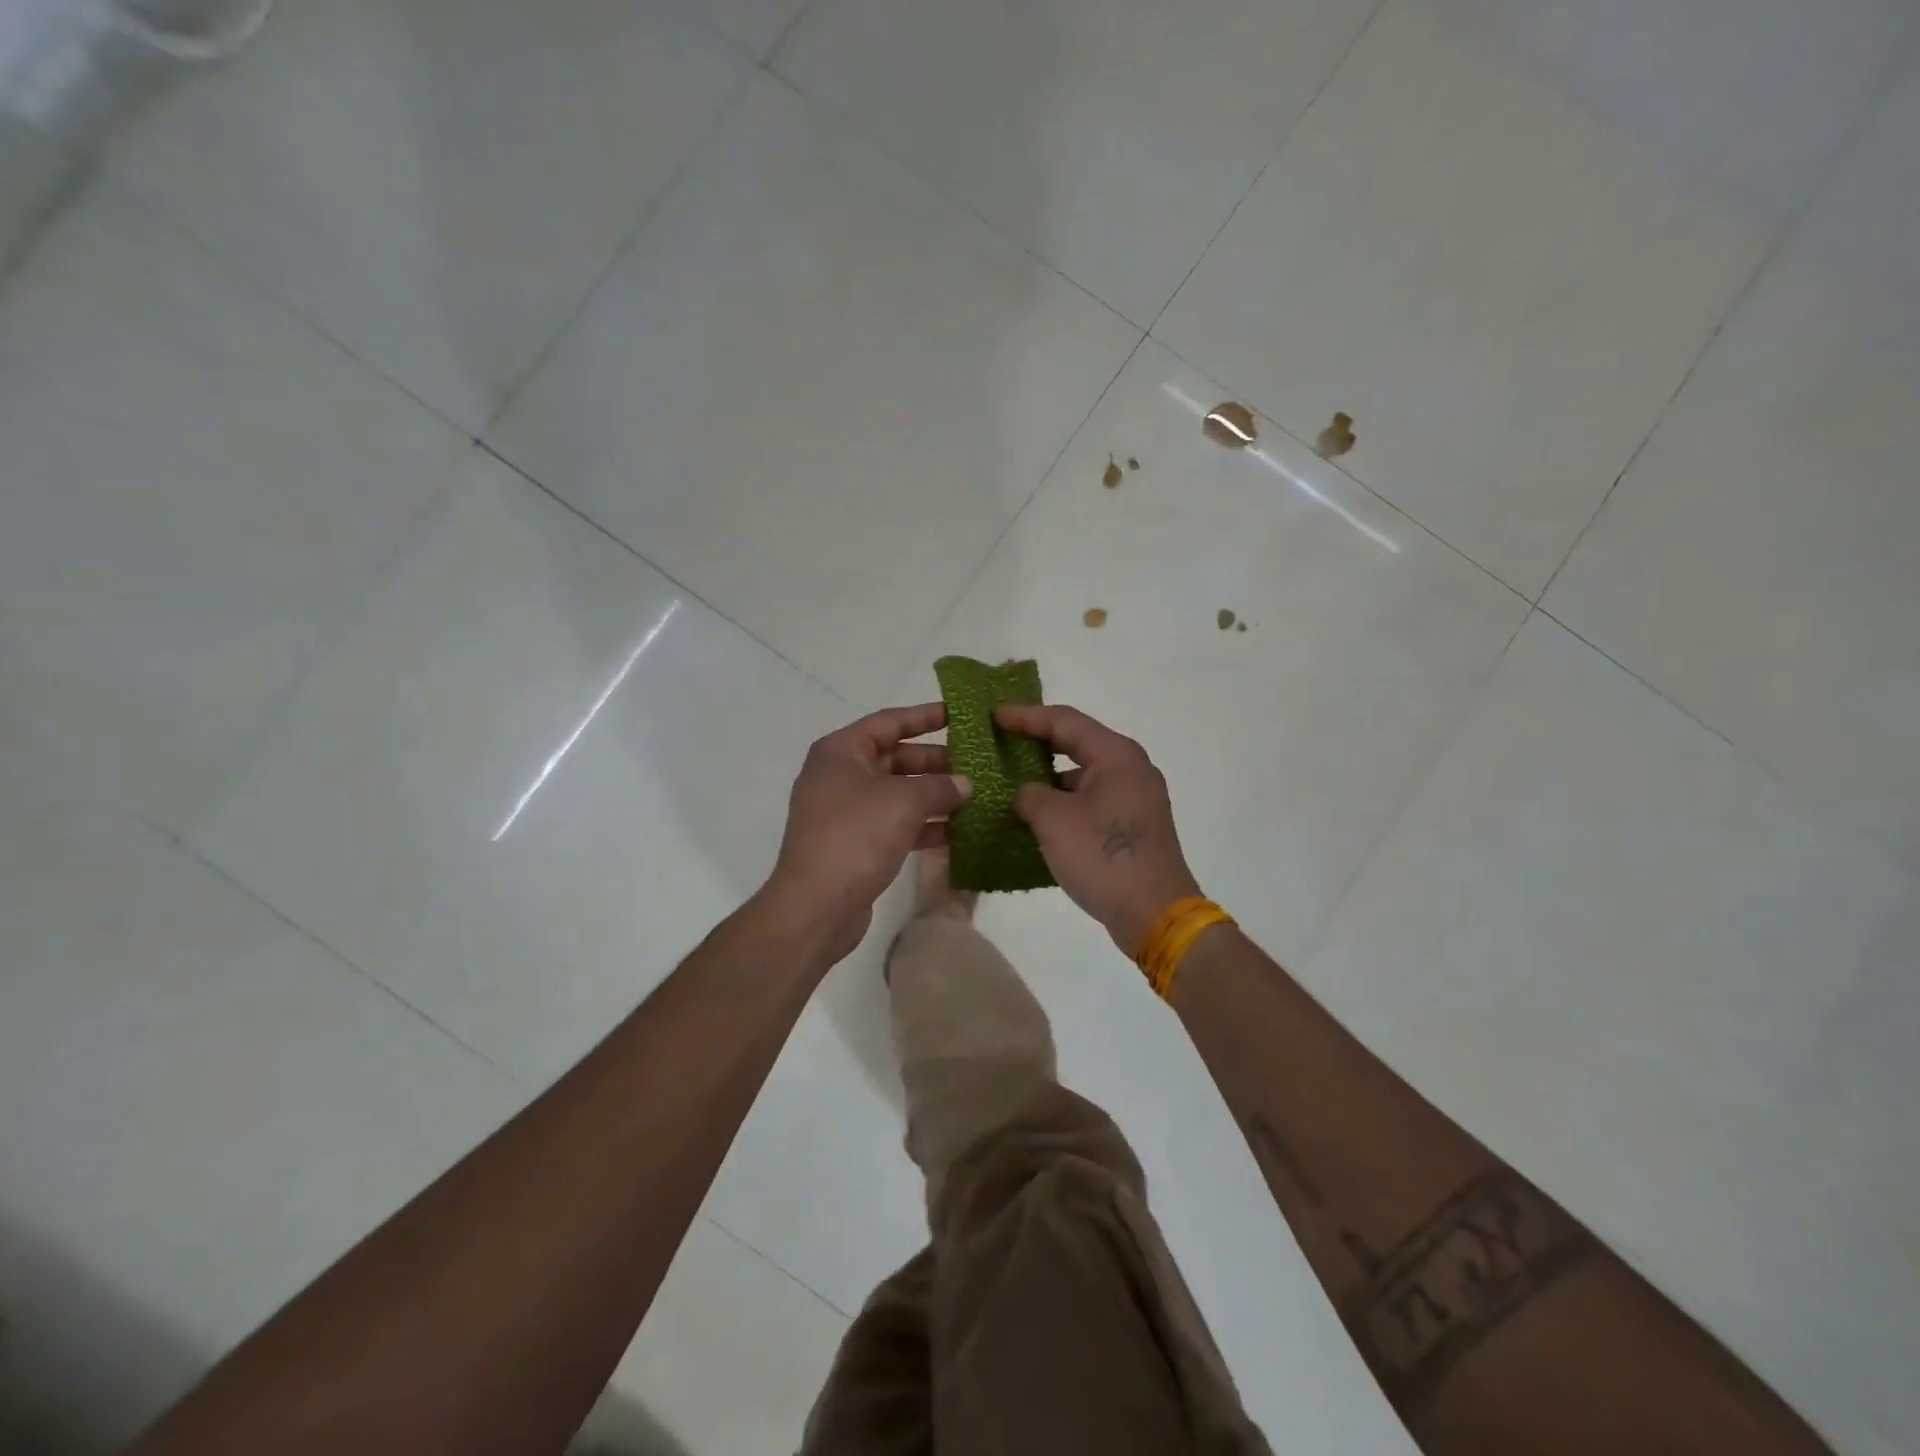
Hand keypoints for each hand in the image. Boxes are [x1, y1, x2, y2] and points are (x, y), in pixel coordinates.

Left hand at [764, 704, 970, 963]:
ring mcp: (846, 812)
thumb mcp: (904, 802)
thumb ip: (940, 786)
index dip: (926, 716)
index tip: (960, 714)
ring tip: (976, 797)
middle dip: (936, 762)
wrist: (816, 906)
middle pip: (895, 758)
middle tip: (976, 764)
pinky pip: (895, 824)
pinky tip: (958, 832)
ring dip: (934, 795)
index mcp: (841, 751)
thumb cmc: (856, 836)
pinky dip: (923, 825)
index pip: (889, 721)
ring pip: (898, 793)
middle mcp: (840, 775)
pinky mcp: (855, 844)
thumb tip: (964, 784)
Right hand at [994, 704, 1201, 955]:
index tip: (994, 716)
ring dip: (1049, 776)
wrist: (1154, 913)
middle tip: (1001, 739)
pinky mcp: (1133, 825)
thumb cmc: (1103, 857)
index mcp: (1116, 755)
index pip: (1064, 721)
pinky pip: (1092, 799)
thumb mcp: (1054, 821)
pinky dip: (1064, 801)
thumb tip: (1026, 793)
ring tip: (1012, 780)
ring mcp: (1135, 797)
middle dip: (1037, 741)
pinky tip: (1037, 814)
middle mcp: (1131, 768)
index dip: (1026, 716)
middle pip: (1077, 742)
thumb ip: (1030, 795)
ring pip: (1083, 774)